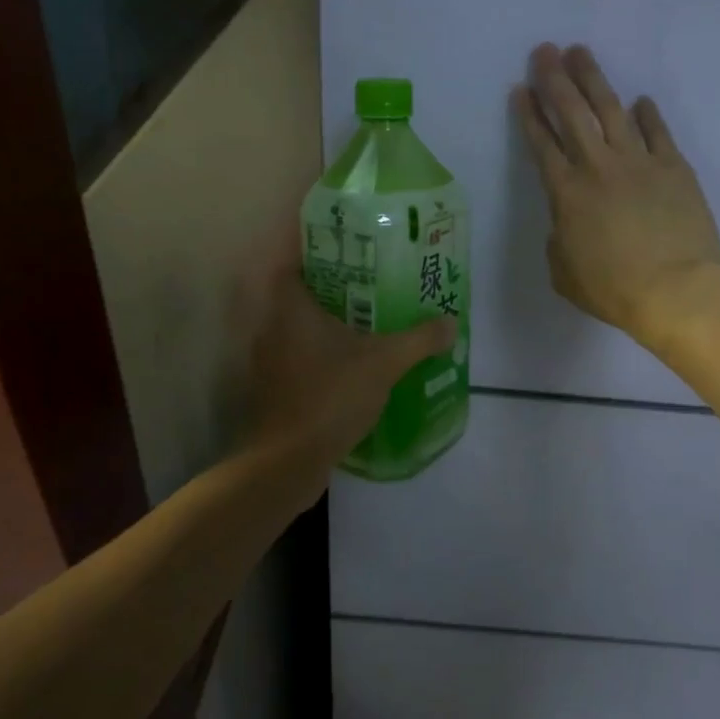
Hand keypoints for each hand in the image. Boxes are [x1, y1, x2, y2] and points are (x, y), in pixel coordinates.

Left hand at [239, 260, 454, 485]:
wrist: (288, 461)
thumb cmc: (331, 396)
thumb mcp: (385, 363)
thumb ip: (419, 340)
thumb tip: (451, 323)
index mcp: (291, 310)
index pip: (292, 267)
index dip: (315, 257)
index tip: (347, 257)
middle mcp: (271, 331)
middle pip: (298, 300)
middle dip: (331, 295)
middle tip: (368, 291)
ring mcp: (268, 365)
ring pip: (298, 334)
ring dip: (325, 330)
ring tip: (364, 329)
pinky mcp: (273, 393)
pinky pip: (298, 363)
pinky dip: (319, 361)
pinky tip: (349, 370)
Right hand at [512, 43, 719, 349]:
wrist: (675, 291)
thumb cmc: (612, 290)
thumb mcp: (564, 273)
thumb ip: (558, 240)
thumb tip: (566, 223)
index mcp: (566, 193)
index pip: (541, 144)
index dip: (529, 114)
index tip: (521, 89)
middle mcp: (598, 167)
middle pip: (572, 113)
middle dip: (555, 79)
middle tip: (544, 51)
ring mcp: (639, 163)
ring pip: (611, 110)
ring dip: (594, 80)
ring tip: (581, 53)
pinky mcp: (674, 168)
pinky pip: (657, 132)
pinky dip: (647, 114)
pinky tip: (639, 100)